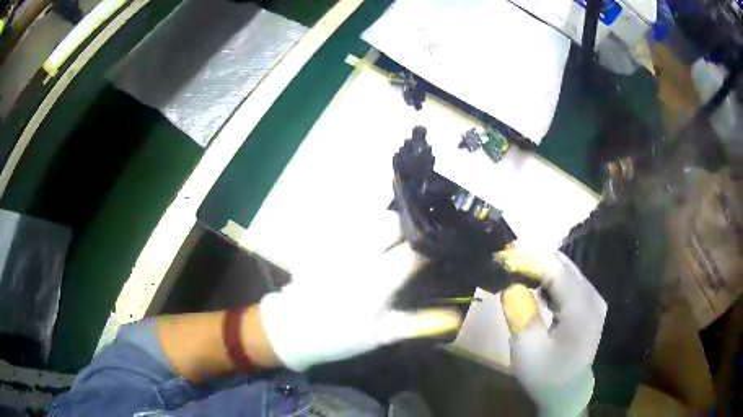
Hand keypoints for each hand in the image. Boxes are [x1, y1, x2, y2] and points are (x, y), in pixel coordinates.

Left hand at [259, 230, 460, 370]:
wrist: (295, 328)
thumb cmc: (341, 335)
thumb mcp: (382, 335)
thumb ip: (419, 323)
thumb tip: (454, 317)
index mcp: (375, 282)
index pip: (411, 252)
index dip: (428, 248)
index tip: (435, 251)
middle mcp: (356, 256)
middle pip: (390, 222)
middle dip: (407, 229)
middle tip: (410, 245)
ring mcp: (337, 245)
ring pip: (370, 218)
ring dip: (385, 226)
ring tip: (389, 243)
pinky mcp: (322, 241)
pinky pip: (350, 223)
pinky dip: (364, 228)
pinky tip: (365, 245)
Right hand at [497, 248, 606, 415]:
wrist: (567, 392)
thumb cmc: (546, 375)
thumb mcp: (527, 350)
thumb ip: (520, 313)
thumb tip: (512, 284)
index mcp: (581, 308)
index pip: (555, 269)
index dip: (529, 258)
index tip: (502, 255)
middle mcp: (592, 296)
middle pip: (563, 264)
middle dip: (533, 257)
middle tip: (505, 258)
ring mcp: (594, 299)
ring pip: (566, 269)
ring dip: (540, 266)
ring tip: (515, 268)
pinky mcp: (589, 304)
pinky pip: (569, 281)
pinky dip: (549, 277)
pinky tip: (535, 285)